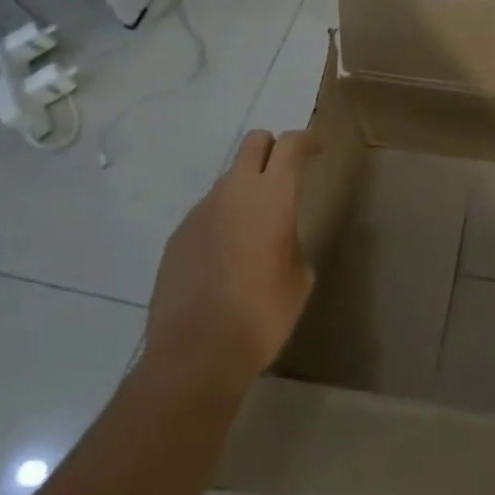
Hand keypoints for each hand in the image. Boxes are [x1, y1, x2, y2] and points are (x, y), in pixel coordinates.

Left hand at [143, 129, 318, 392]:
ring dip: (246, 190)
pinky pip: (206, 213)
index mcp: (272, 196)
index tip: (316, 150)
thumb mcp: (300, 276)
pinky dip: (222, 221)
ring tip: (254, 230)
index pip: (291, 144)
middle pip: (253, 143)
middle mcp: (234, 193)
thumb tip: (278, 238)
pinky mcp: (177, 237)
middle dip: (272, 149)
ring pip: (228, 180)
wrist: (196, 354)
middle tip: (285, 175)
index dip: (307, 140)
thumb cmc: (263, 313)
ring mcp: (200, 213)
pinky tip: (225, 259)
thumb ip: (291, 241)